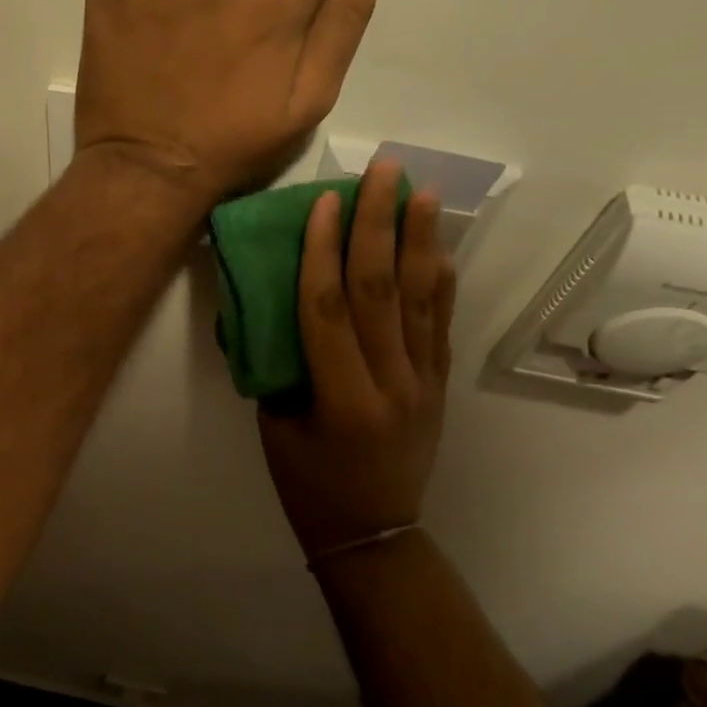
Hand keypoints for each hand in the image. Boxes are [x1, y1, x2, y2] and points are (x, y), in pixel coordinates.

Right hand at [259, 160, 455, 559]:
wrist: (375, 533)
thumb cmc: (310, 486)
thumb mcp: (275, 429)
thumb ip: (275, 366)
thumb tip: (267, 308)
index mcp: (341, 400)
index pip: (328, 310)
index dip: (321, 252)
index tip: (322, 203)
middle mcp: (390, 383)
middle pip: (381, 291)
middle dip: (379, 226)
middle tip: (384, 173)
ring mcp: (423, 382)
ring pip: (420, 299)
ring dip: (420, 240)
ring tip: (422, 191)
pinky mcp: (438, 384)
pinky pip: (439, 322)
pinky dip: (438, 279)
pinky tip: (438, 245)